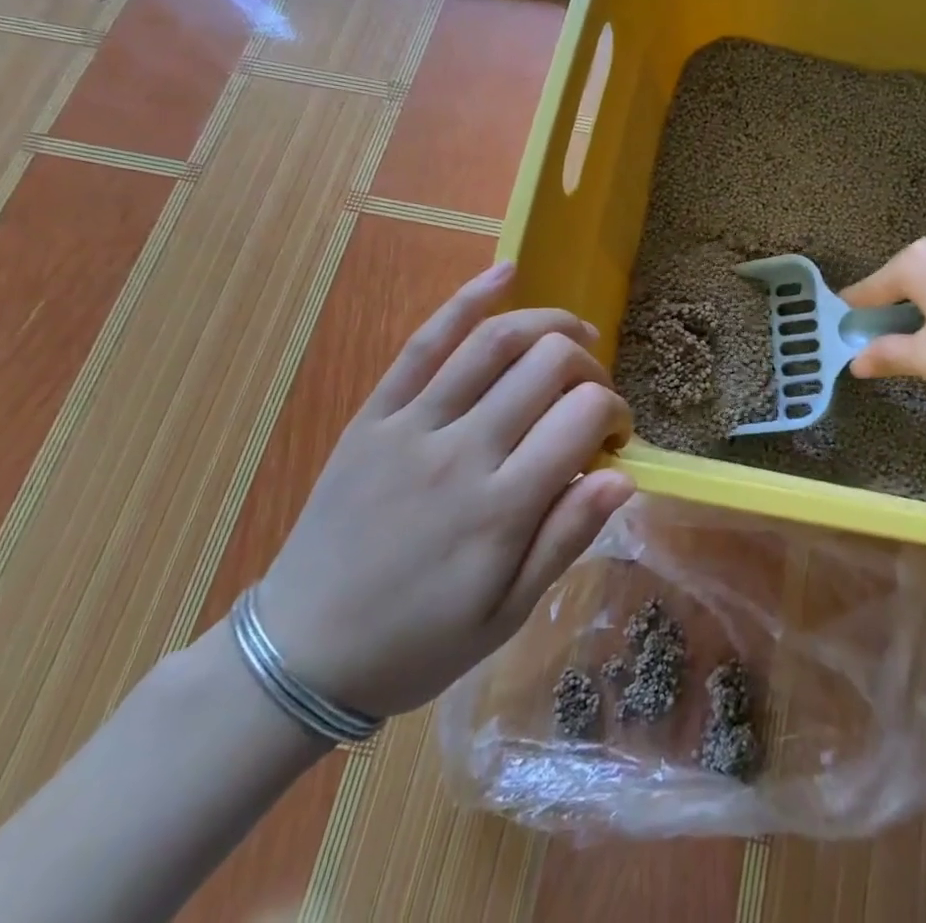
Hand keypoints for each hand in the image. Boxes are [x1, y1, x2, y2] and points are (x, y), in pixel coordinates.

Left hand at [253, 262, 634, 717]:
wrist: (300, 652)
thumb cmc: (416, 641)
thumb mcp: (506, 614)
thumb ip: (566, 539)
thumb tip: (624, 477)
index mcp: (501, 508)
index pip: (582, 417)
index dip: (614, 412)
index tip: (614, 437)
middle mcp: (462, 451)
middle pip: (548, 365)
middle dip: (589, 368)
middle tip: (592, 396)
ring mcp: (413, 425)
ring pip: (495, 342)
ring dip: (549, 323)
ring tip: (576, 331)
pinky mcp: (376, 414)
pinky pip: (425, 343)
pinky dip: (468, 299)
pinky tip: (506, 272)